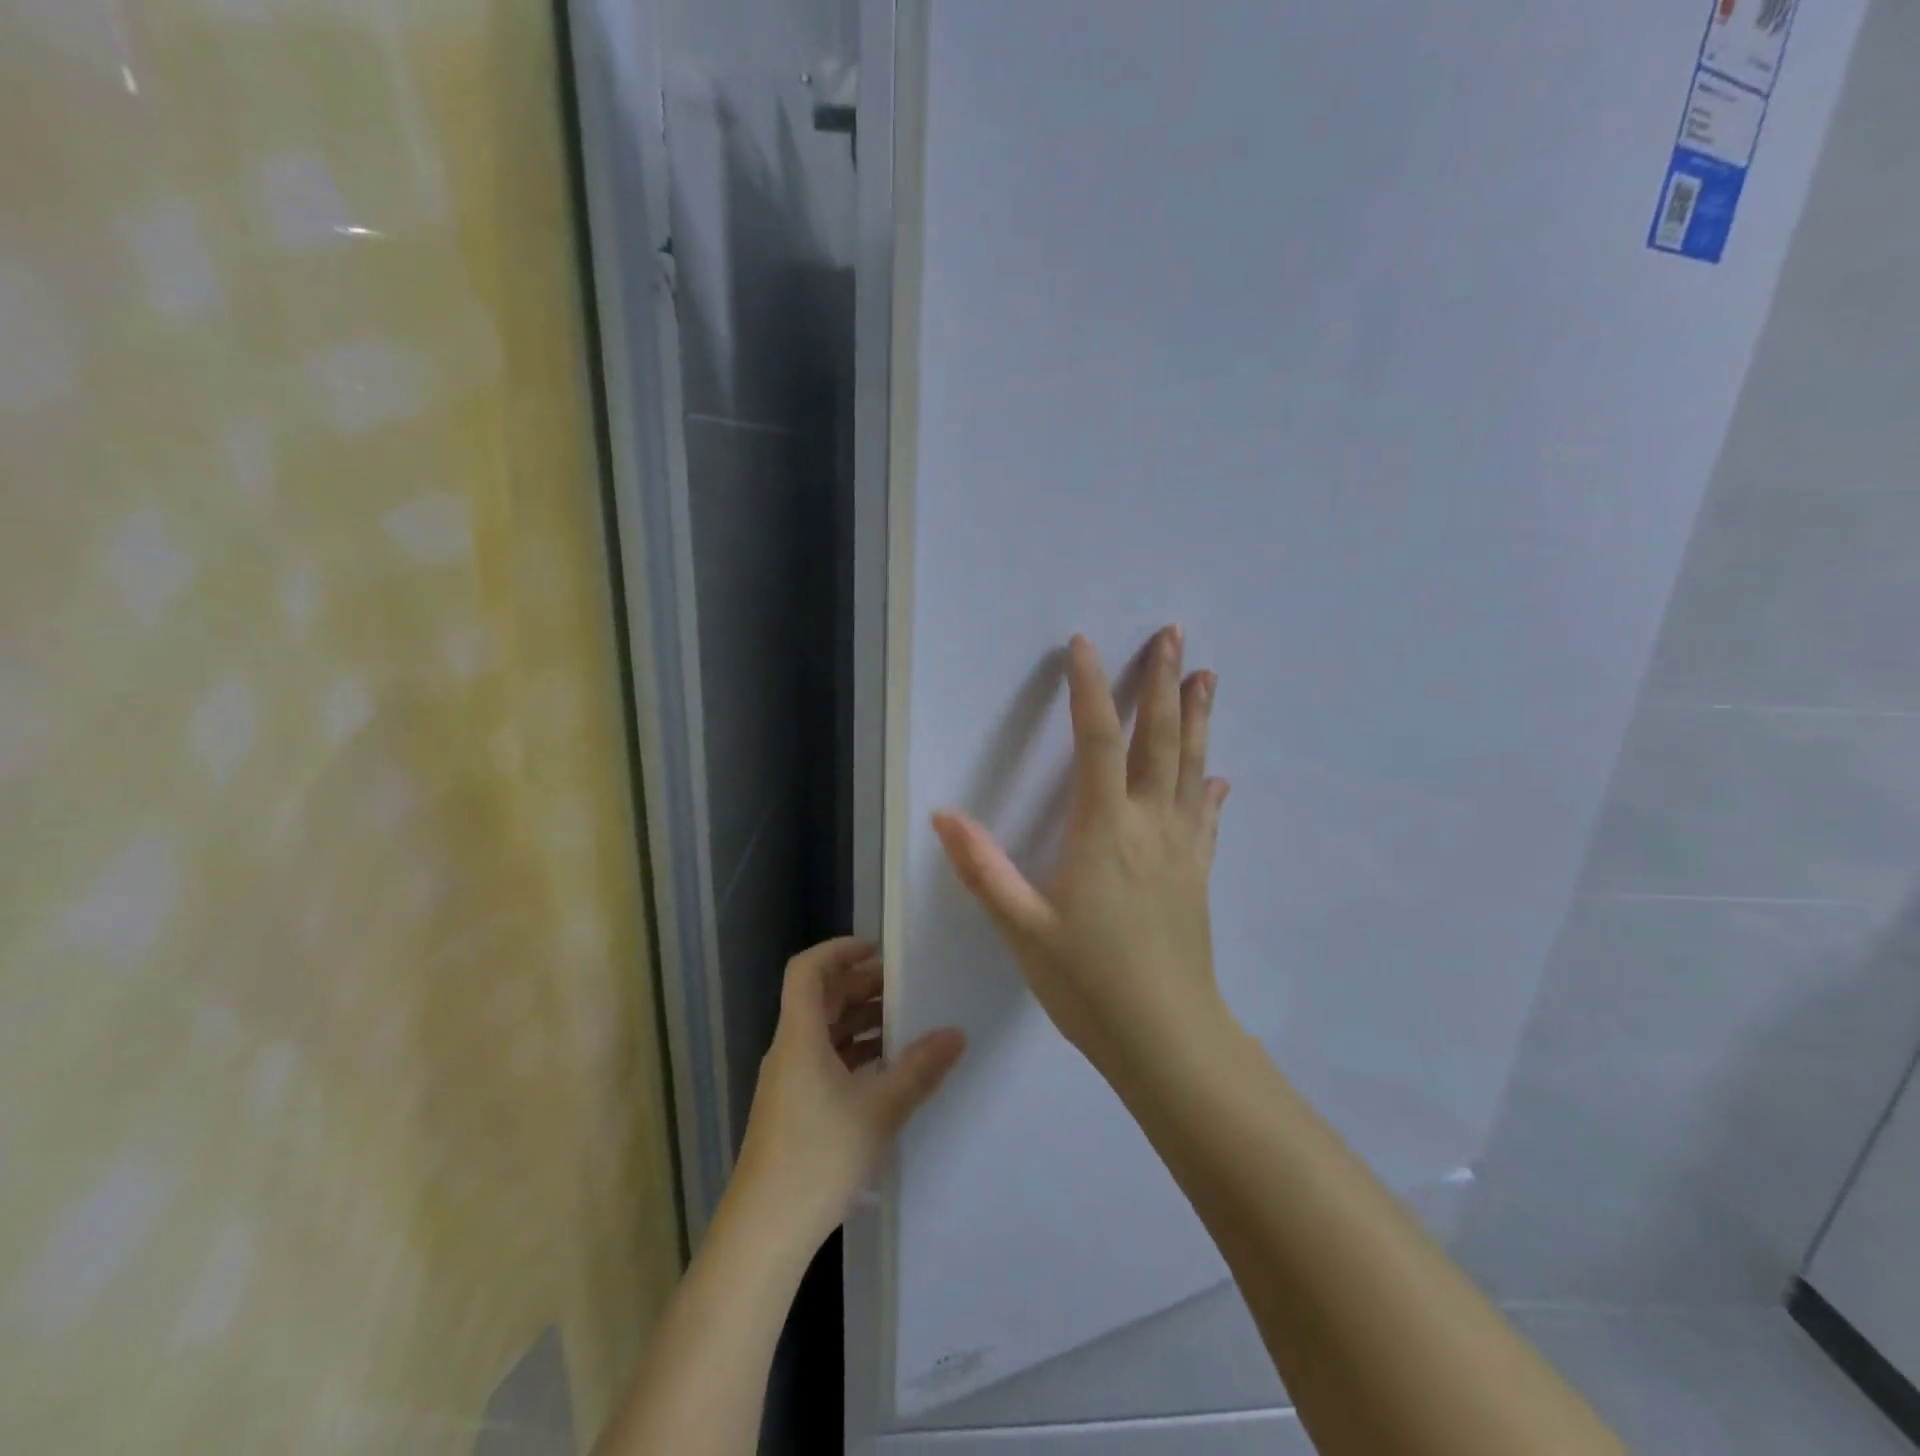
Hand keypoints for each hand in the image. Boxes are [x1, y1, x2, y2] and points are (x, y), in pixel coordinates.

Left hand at [732, 937, 966, 1249]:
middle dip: (860, 985)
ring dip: (860, 1020)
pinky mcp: (792, 1108)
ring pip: (823, 1031)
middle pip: (820, 998)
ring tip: (904, 1023)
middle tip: (904, 987)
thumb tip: (956, 1034)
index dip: (838, 950)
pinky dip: (853, 1051)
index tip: (877, 950)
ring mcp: (788, 1081)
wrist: (764, 1233)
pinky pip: (824, 1059)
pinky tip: (886, 1069)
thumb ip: (919, 1070)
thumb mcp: (879, 1111)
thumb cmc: (818, 1158)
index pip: (807, 970)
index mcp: (800, 1037)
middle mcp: (789, 1050)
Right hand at [932, 626, 1230, 1074]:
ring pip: (1192, 767)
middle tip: (1174, 635)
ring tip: (1207, 677)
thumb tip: (943, 815)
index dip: (1090, 688)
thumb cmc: (1090, 983)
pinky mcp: (1198, 876)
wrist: (1168, 1039)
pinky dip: (1209, 789)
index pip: (1097, 741)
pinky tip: (1217, 777)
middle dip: (1164, 683)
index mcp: (1104, 829)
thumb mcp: (1023, 928)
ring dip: (1198, 719)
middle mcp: (1150, 825)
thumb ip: (984, 869)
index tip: (1085, 645)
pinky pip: (1206, 818)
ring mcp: (1182, 849)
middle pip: (1160, 739)